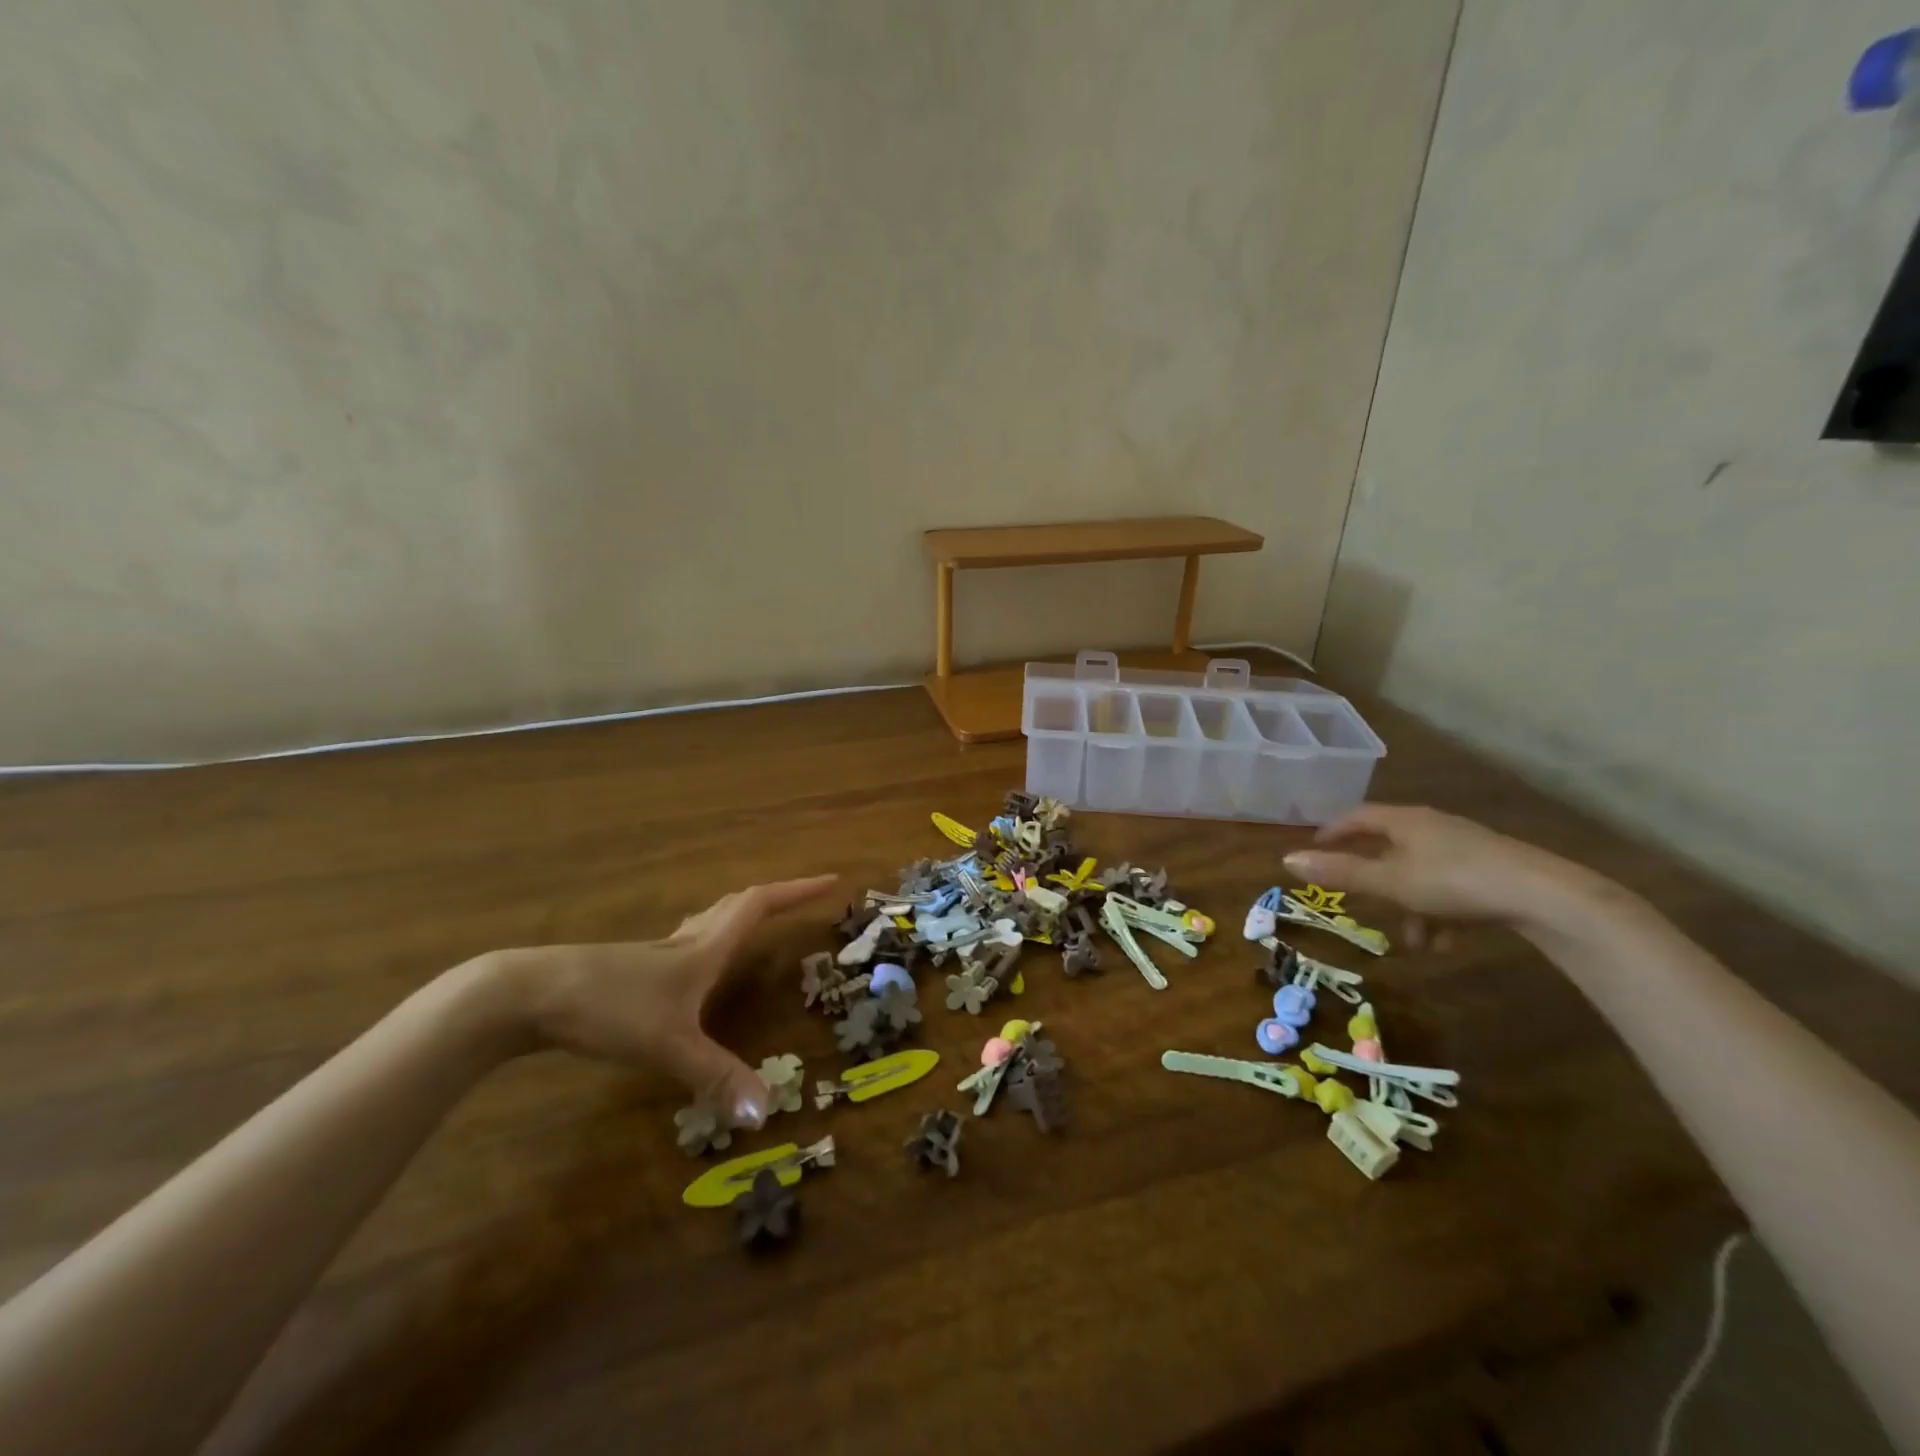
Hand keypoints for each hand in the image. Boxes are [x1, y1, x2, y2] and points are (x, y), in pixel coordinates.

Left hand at [484, 875, 837, 1127]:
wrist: (528, 993)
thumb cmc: (607, 1006)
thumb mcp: (668, 1045)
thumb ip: (715, 1076)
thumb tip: (765, 1112)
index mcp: (705, 948)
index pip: (760, 906)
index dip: (797, 891)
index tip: (831, 881)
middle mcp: (687, 941)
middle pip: (739, 904)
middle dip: (777, 897)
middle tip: (804, 898)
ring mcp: (657, 952)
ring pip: (711, 919)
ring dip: (742, 912)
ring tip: (761, 921)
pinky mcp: (633, 967)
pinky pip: (689, 940)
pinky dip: (711, 938)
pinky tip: (698, 964)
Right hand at [1283, 805, 1591, 933]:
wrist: (1543, 896)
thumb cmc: (1454, 881)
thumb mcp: (1390, 882)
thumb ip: (1340, 872)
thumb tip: (1286, 860)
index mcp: (1405, 820)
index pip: (1358, 816)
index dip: (1334, 830)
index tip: (1316, 846)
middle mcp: (1433, 826)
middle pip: (1391, 845)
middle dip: (1374, 876)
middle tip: (1359, 895)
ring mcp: (1465, 847)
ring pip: (1420, 872)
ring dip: (1409, 904)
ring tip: (1413, 940)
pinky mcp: (1491, 869)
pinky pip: (1449, 886)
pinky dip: (1438, 911)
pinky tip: (1445, 941)